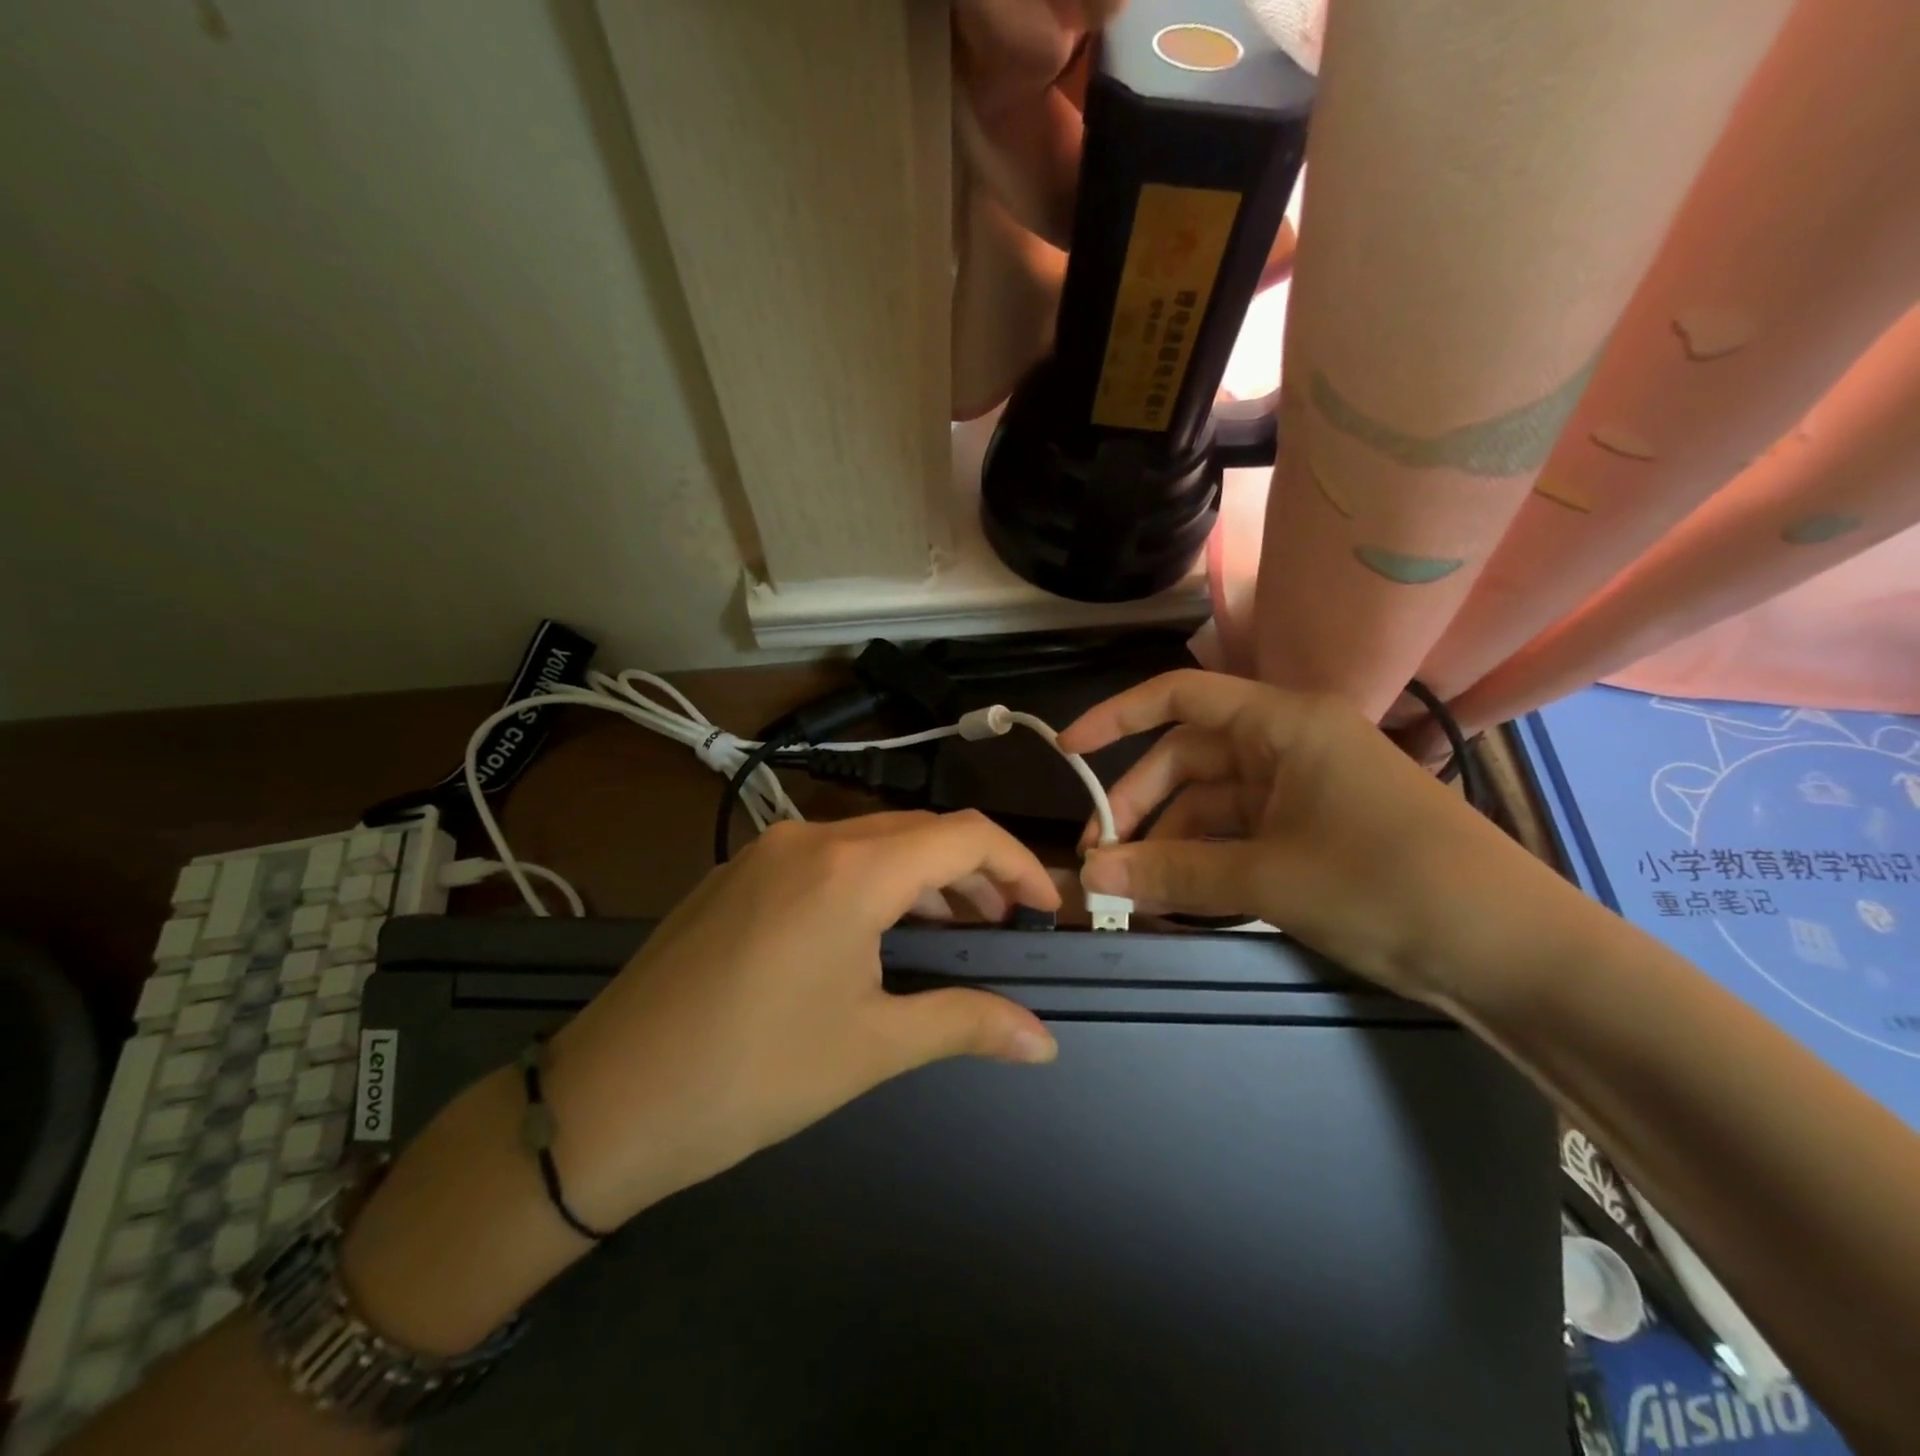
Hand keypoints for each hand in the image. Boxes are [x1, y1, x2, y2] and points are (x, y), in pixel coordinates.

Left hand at [544, 811, 1061, 1230]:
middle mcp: (810, 839)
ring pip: (872, 843)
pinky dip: (872, 882)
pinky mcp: (737, 875)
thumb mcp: (871, 1047)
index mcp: (851, 870)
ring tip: (952, 930)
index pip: (965, 835)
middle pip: (919, 832)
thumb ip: (966, 1024)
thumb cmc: (751, 1075)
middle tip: (1005, 926)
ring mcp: (766, 852)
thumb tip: (1042, 1040)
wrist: (604, 1102)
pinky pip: (826, 859)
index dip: (1019, 865)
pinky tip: (876, 932)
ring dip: (922, 877)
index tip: (1046, 909)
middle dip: (973, 873)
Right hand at [1060, 670, 1556, 1003]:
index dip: (1117, 717)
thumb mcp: (1270, 879)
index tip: (1069, 753)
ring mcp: (1304, 792)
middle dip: (1140, 806)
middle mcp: (1290, 746)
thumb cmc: (1392, 887)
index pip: (1181, 698)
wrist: (1518, 956)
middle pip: (1189, 760)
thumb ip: (1174, 872)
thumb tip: (1091, 877)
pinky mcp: (1314, 835)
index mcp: (1285, 724)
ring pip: (1211, 805)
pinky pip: (1239, 837)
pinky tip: (1176, 898)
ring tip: (1133, 892)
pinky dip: (1204, 863)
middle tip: (1101, 858)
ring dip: (1170, 843)